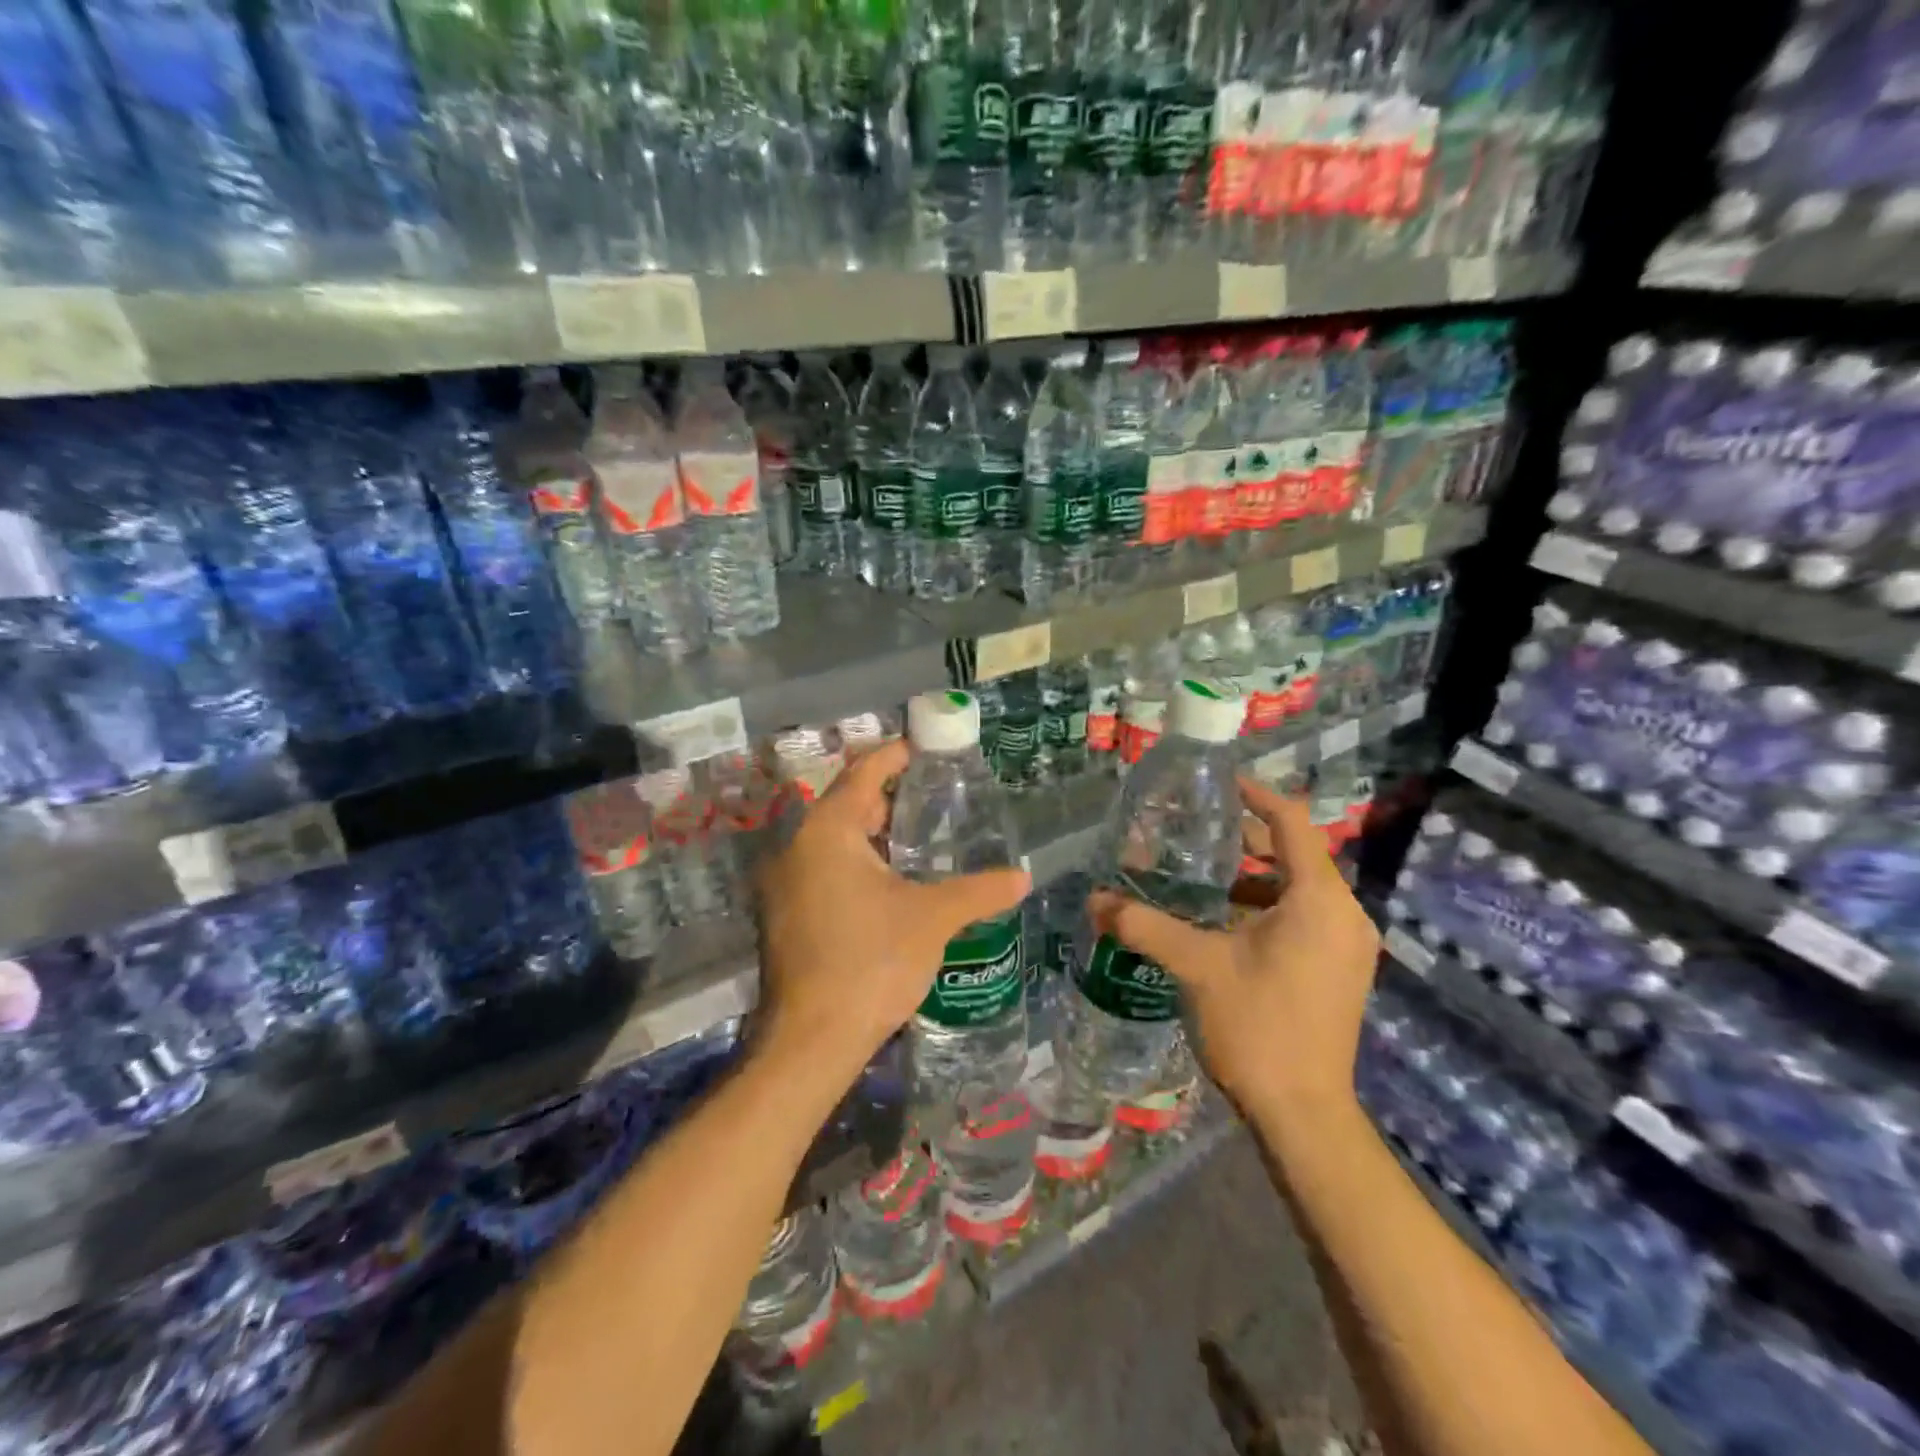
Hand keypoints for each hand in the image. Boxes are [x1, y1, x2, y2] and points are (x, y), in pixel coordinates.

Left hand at [754, 738, 1029, 1079]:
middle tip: (935, 793)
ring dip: (874, 832)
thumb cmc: (871, 963)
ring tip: (922, 834)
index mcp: (827, 831)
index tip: (926, 748)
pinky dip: (858, 861)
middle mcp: (797, 846)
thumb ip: (979, 890)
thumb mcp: (932, 919)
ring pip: (834, 839)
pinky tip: (892, 880)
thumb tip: (1023, 877)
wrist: (811, 1041)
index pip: (864, 773)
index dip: (896, 756)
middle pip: (847, 803)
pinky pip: (824, 867)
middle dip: (890, 796)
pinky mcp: (785, 913)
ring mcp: (784, 882)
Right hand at [1088, 778, 1378, 1121]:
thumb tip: (1093, 899)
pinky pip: (1303, 917)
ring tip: (1200, 877)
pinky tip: (1222, 922)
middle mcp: (1344, 915)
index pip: (1291, 822)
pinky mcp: (1338, 971)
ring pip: (1298, 889)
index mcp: (1320, 900)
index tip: (1216, 783)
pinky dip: (1266, 907)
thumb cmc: (1258, 1027)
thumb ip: (1144, 924)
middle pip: (1295, 854)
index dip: (1254, 795)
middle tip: (1192, 833)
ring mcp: (1347, 946)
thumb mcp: (1196, 966)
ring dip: (1253, 877)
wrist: (1304, 1116)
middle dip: (1244, 840)